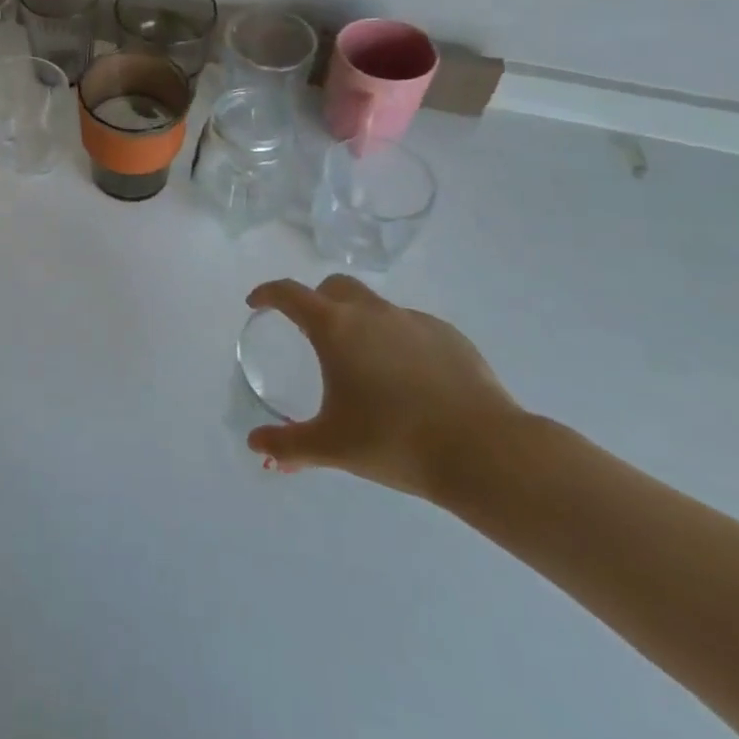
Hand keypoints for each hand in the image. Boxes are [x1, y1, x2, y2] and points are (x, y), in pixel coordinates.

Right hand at [245, 275, 524, 499]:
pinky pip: (411, 327)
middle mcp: (371, 312)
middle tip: (312, 331)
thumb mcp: (331, 447)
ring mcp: (414, 320)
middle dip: (316, 300)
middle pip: (334, 287)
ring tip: (365, 363)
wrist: (483, 451)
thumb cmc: (394, 441)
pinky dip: (398, 341)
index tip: (256, 303)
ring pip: (375, 306)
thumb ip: (287, 445)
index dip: (268, 293)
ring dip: (360, 321)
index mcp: (335, 327)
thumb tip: (255, 445)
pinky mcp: (450, 336)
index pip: (289, 293)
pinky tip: (409, 379)